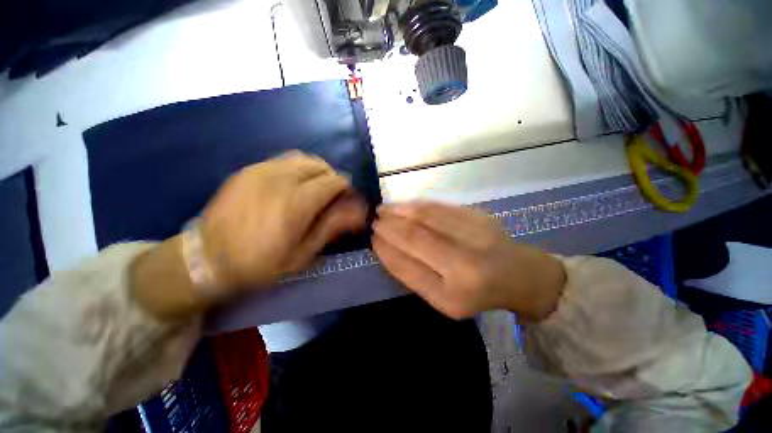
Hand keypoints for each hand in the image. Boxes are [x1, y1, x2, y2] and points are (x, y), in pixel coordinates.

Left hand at [201, 152, 366, 288]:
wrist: (206, 259)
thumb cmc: (260, 263)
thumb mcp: (302, 254)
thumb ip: (331, 227)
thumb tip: (358, 211)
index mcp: (296, 203)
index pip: (334, 181)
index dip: (346, 189)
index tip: (346, 201)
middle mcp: (280, 179)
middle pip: (320, 165)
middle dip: (333, 178)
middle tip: (332, 196)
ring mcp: (260, 171)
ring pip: (303, 159)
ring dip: (316, 171)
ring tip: (315, 188)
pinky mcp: (248, 170)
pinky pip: (283, 160)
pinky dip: (297, 169)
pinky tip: (293, 185)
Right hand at [373, 202, 565, 321]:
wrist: (520, 275)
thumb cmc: (476, 293)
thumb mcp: (442, 298)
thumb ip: (412, 274)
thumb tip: (385, 245)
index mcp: (452, 295)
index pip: (407, 266)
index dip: (386, 249)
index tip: (372, 238)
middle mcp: (465, 264)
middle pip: (415, 237)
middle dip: (389, 226)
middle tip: (373, 220)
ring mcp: (475, 235)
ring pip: (426, 216)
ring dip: (399, 210)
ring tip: (383, 209)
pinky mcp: (480, 216)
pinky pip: (440, 207)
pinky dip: (417, 204)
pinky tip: (404, 205)